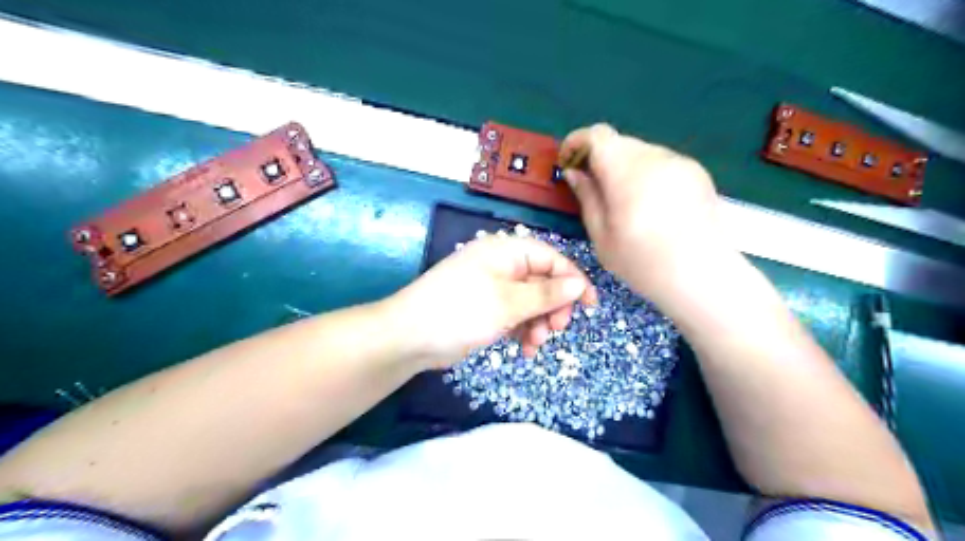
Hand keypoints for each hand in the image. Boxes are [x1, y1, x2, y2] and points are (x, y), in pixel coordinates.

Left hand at [386, 235, 595, 366]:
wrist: (409, 336)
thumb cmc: (461, 311)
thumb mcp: (508, 303)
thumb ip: (546, 293)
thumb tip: (579, 284)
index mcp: (506, 251)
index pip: (551, 259)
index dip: (573, 281)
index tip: (590, 306)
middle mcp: (500, 265)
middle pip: (542, 281)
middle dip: (553, 307)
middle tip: (556, 330)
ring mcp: (492, 288)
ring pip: (530, 302)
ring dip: (538, 323)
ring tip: (534, 344)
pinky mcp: (485, 308)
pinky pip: (514, 315)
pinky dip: (522, 330)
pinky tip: (523, 350)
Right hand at [559, 125, 722, 296]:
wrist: (702, 276)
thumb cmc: (643, 263)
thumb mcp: (602, 236)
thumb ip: (586, 197)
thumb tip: (573, 172)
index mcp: (628, 173)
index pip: (597, 136)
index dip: (577, 142)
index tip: (568, 163)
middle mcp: (655, 157)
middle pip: (618, 142)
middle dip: (598, 157)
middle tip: (592, 186)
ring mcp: (679, 162)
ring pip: (640, 151)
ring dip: (623, 166)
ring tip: (622, 199)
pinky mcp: (697, 171)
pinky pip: (660, 162)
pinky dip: (645, 173)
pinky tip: (650, 204)